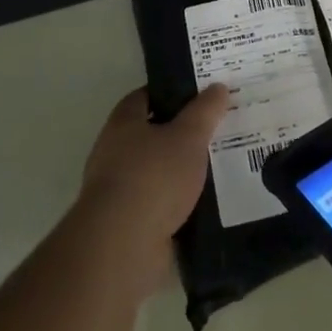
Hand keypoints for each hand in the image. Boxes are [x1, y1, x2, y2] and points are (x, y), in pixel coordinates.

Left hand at [76, 85, 228, 295]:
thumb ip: (205, 111)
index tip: (200, 95)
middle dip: (180, 133)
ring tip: (217, 166)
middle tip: (215, 130)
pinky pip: (158, 202)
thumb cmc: (154, 177)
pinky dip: (177, 201)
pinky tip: (204, 202)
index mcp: (123, 123)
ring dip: (180, 170)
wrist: (123, 243)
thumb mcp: (188, 136)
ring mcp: (118, 188)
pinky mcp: (126, 221)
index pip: (145, 96)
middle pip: (150, 134)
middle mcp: (113, 151)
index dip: (172, 92)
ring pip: (156, 170)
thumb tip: (217, 87)